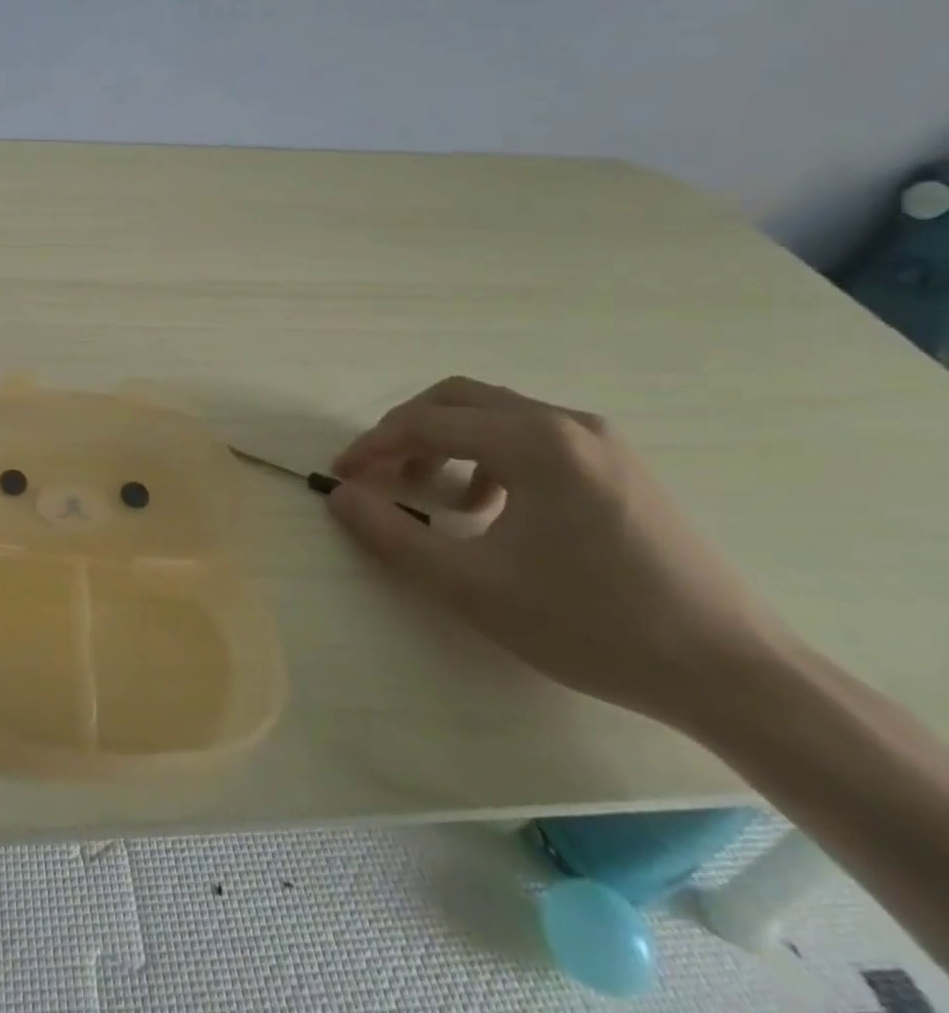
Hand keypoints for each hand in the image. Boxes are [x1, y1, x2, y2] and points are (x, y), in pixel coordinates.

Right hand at [327, 376, 787, 728]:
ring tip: (432, 494)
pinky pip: (532, 437)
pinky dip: (489, 456)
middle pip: (459, 399)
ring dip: (447, 442)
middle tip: (380, 475)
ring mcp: (601, 441)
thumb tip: (340, 495)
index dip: (373, 446)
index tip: (341, 476)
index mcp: (533, 441)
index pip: (426, 422)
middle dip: (407, 432)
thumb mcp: (471, 587)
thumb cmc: (592, 625)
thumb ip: (392, 535)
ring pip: (496, 415)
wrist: (735, 675)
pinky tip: (491, 508)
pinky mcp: (620, 465)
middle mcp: (567, 423)